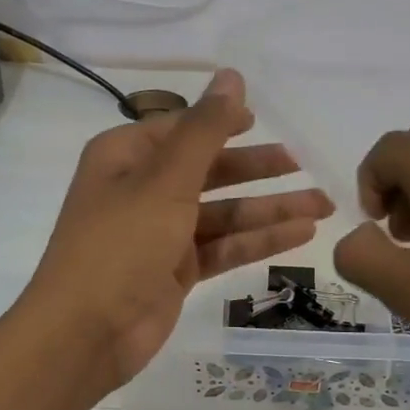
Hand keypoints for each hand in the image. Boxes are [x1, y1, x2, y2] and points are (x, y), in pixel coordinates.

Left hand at [25, 68, 333, 390]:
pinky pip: (224, 247)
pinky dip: (259, 240)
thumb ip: (205, 130)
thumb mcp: (165, 181)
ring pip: (224, 213)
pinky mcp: (177, 271)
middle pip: (209, 171)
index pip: (182, 130)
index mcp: (126, 157)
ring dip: (270, 209)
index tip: (261, 121)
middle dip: (257, 169)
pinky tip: (300, 234)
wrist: (86, 333)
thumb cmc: (120, 244)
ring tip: (323, 206)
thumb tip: (232, 75)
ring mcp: (161, 234)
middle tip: (302, 164)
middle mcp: (142, 190)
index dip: (222, 123)